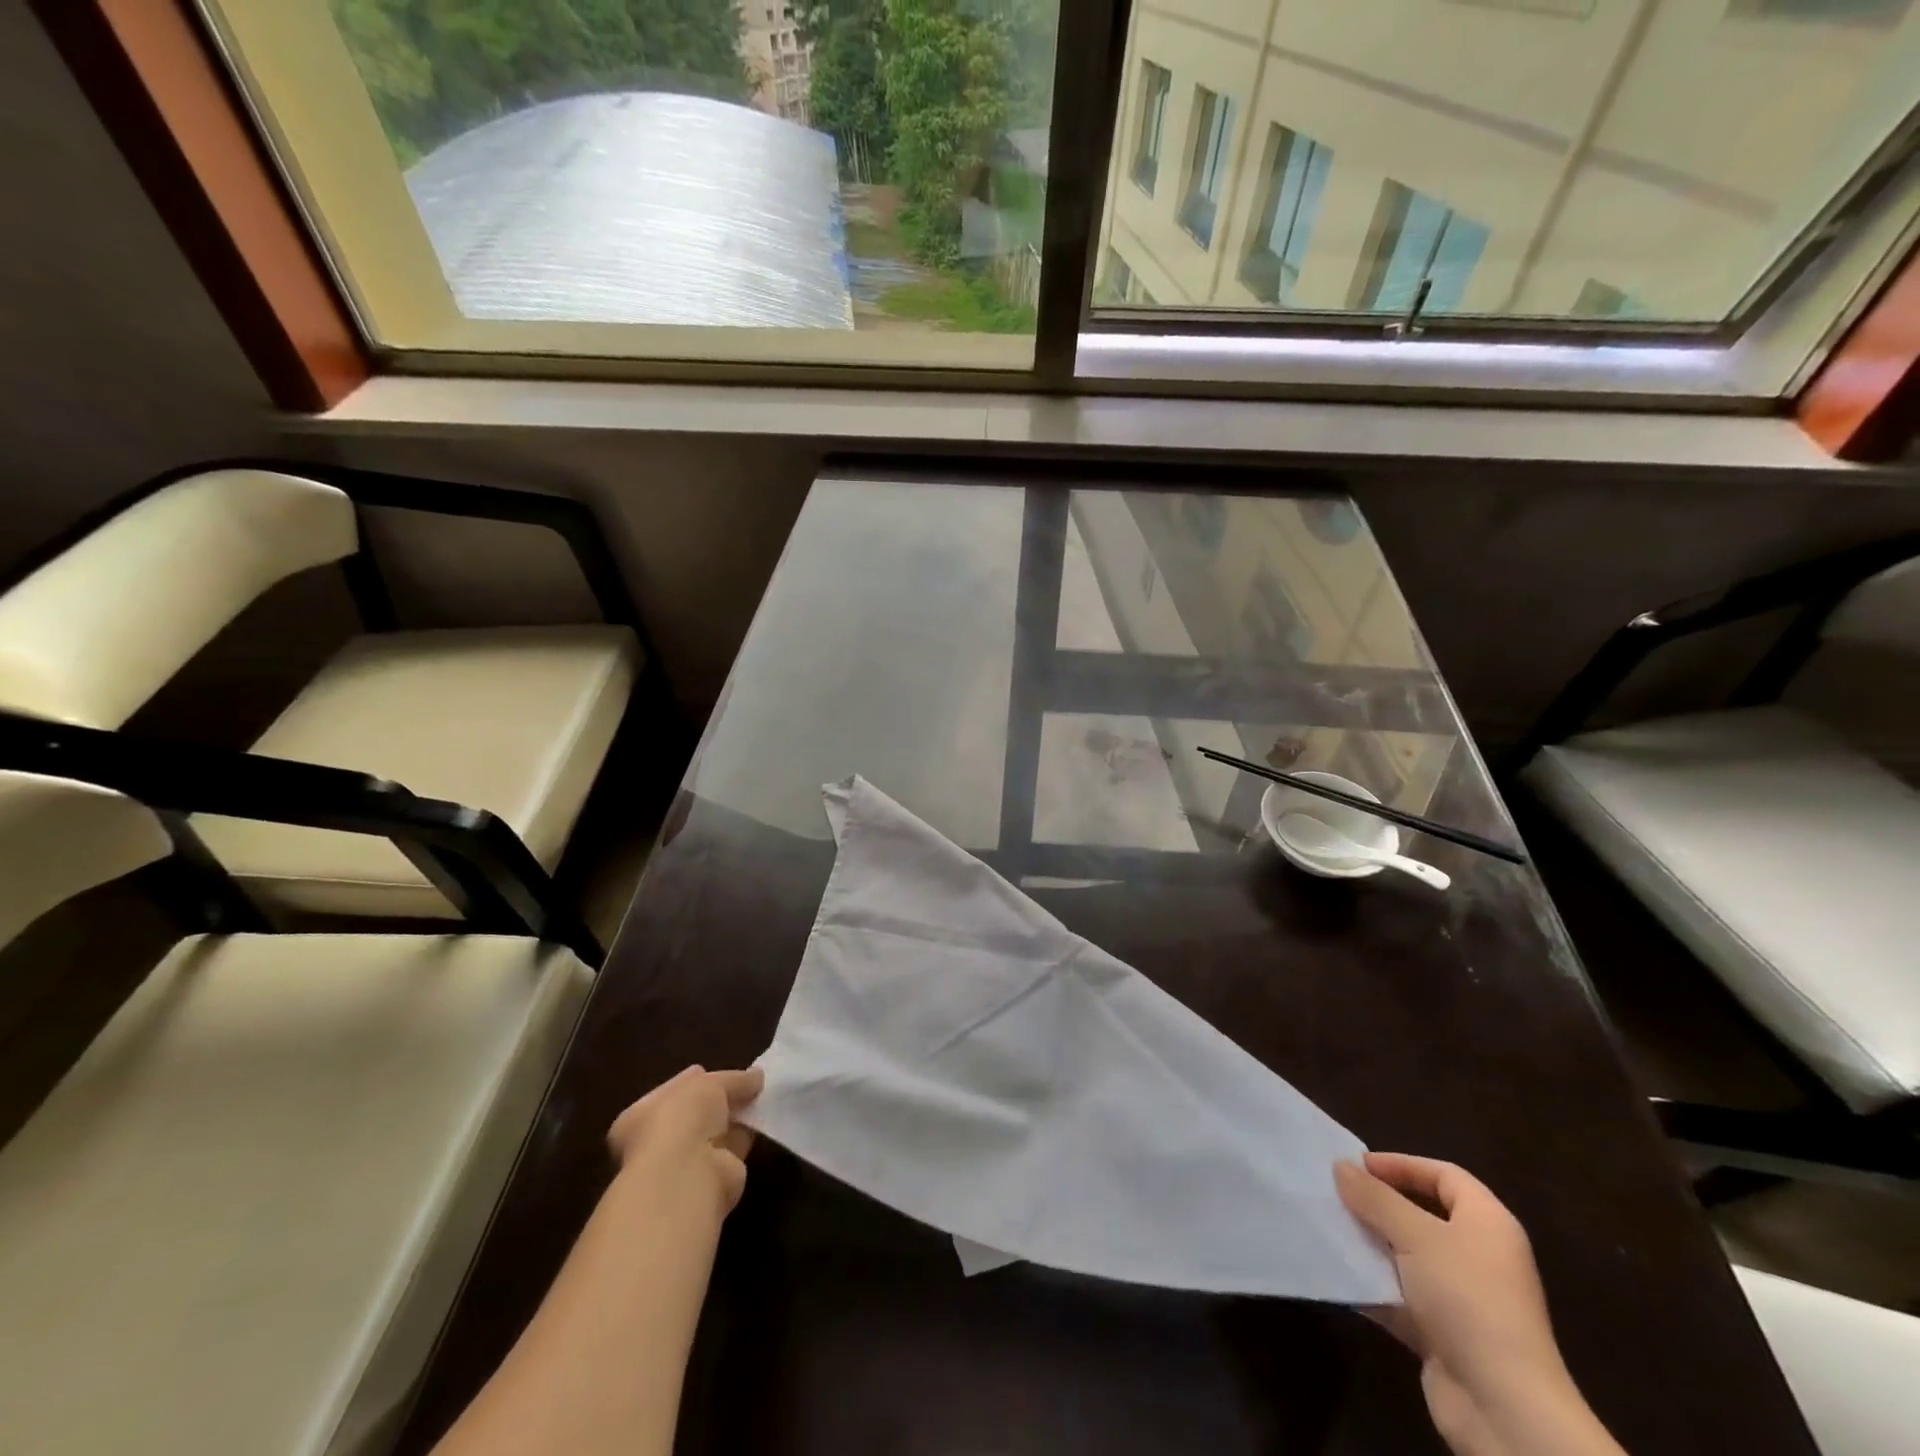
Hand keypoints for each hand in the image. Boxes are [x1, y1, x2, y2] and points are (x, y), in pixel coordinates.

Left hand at [607, 1065, 763, 1223]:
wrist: (686, 1176)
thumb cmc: (681, 1120)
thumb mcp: (708, 1083)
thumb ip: (733, 1079)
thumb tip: (757, 1076)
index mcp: (640, 1117)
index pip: (670, 1092)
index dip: (693, 1080)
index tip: (714, 1071)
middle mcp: (658, 1143)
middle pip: (695, 1114)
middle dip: (720, 1100)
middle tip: (747, 1083)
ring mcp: (684, 1163)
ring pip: (716, 1131)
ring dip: (736, 1117)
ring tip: (762, 1096)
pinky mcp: (712, 1179)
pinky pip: (733, 1148)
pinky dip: (748, 1134)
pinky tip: (764, 1119)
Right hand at [1336, 1152, 1621, 1455]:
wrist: (1503, 1407)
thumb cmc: (1466, 1299)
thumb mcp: (1415, 1235)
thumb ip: (1375, 1198)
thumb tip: (1341, 1166)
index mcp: (1488, 1224)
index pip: (1445, 1175)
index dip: (1402, 1164)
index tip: (1358, 1164)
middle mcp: (1480, 1256)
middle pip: (1424, 1214)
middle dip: (1379, 1204)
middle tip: (1337, 1193)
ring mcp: (1463, 1298)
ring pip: (1408, 1256)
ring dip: (1371, 1244)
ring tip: (1329, 1228)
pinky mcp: (1444, 1333)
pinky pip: (1401, 1296)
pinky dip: (1373, 1286)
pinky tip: (1339, 1275)